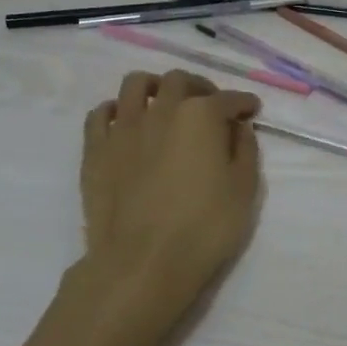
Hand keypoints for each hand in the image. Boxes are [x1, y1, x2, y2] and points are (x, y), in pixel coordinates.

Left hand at [79, 70, 262, 318]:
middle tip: (209, 105)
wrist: (141, 264)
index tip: (251, 110)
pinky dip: (115, 111)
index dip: (244, 103)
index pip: (229, 99)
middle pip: (180, 81)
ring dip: (155, 87)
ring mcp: (124, 127)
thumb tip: (238, 128)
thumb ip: (245, 149)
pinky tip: (125, 123)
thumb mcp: (245, 189)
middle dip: (200, 87)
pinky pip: (100, 114)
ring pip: (136, 84)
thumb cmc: (203, 227)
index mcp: (201, 115)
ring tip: (164, 103)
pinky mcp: (95, 150)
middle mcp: (162, 109)